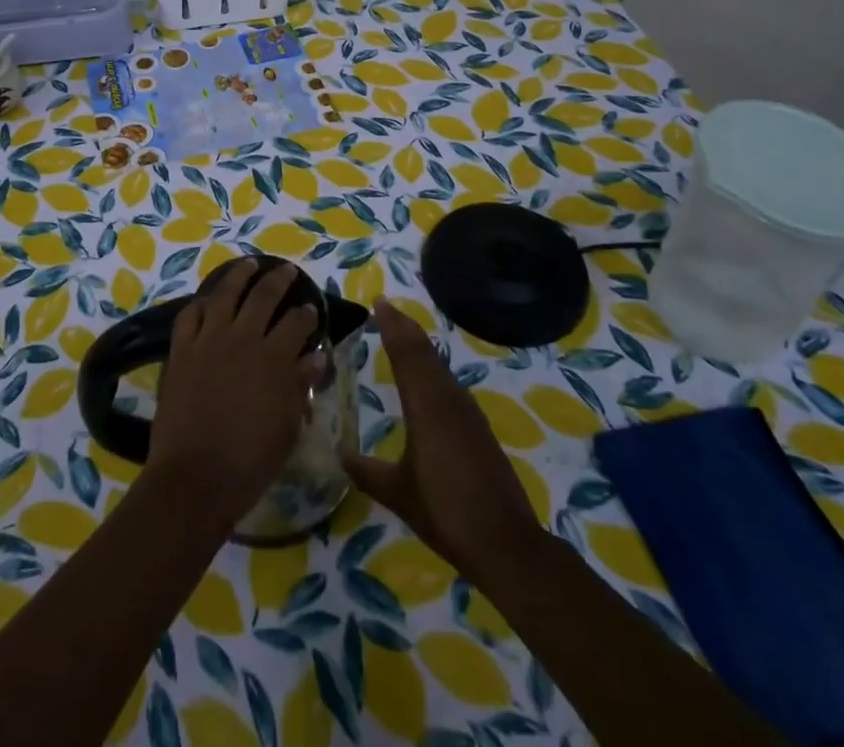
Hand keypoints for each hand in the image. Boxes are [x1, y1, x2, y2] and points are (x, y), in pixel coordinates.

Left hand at [145, 260, 318, 531]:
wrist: (195, 476)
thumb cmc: (250, 461)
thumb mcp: (287, 427)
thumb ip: (301, 387)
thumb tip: (316, 357)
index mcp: (274, 358)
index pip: (297, 323)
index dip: (307, 313)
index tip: (311, 308)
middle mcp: (243, 338)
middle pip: (263, 296)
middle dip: (279, 280)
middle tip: (287, 271)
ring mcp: (208, 340)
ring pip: (225, 293)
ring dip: (239, 275)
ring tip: (249, 264)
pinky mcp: (181, 349)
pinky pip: (190, 315)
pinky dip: (200, 303)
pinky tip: (207, 300)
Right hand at [341, 300, 541, 581]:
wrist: (505, 543)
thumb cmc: (445, 512)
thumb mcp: (398, 493)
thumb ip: (366, 471)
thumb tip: (338, 454)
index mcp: (425, 406)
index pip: (405, 353)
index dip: (391, 326)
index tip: (379, 302)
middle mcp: (447, 399)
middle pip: (424, 352)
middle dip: (405, 328)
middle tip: (387, 309)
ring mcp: (467, 412)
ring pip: (439, 366)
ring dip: (420, 346)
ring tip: (402, 335)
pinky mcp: (478, 428)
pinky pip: (449, 383)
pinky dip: (433, 368)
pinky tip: (428, 379)